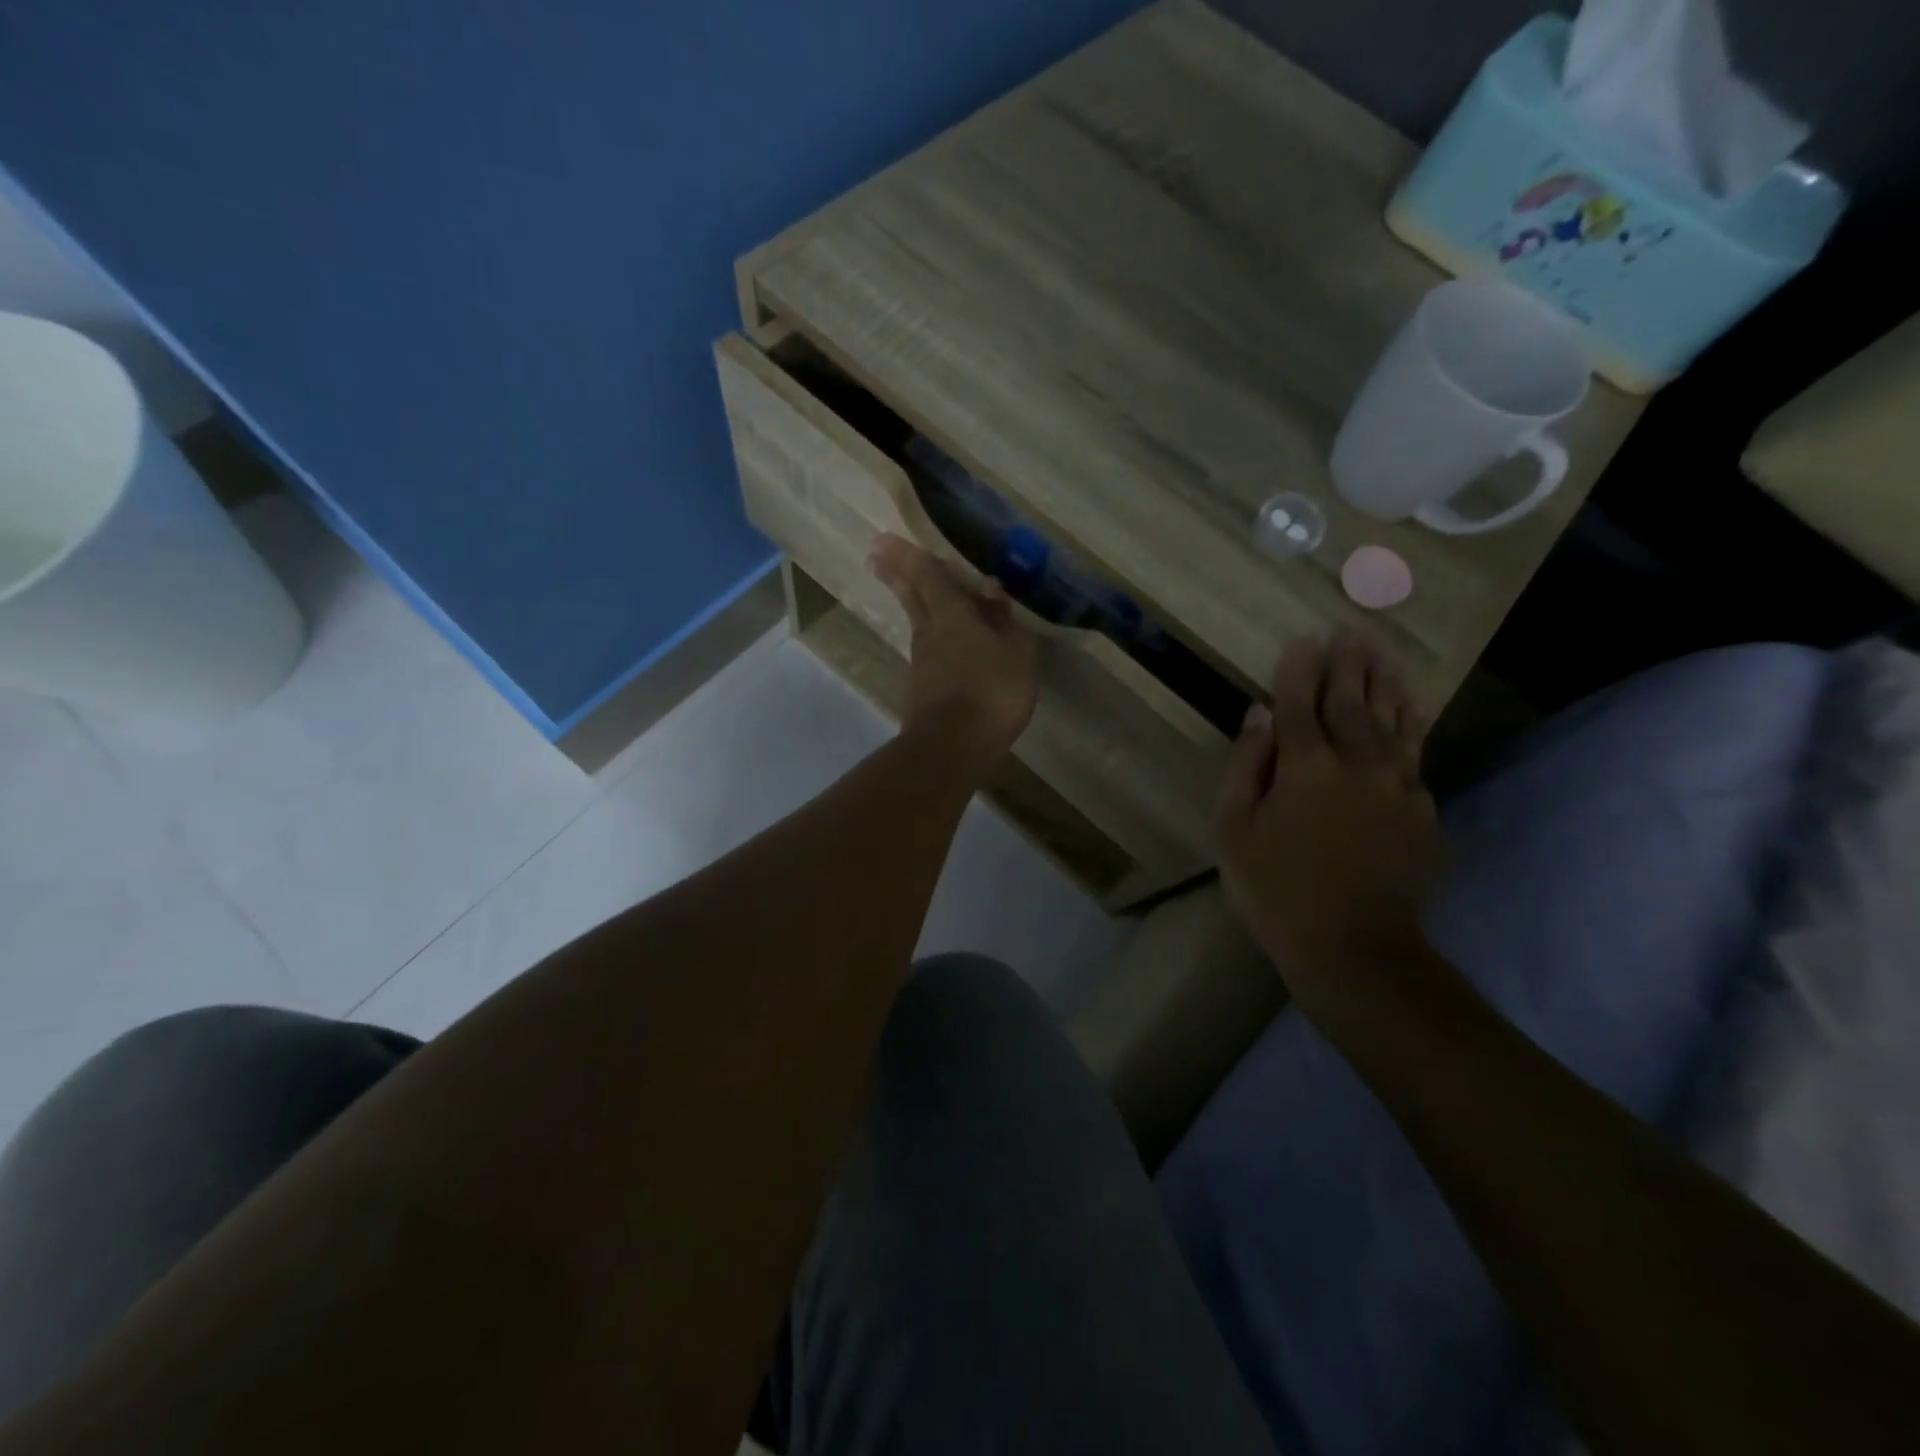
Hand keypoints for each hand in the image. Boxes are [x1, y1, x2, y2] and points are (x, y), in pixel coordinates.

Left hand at [868, 533, 1038, 767]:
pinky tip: (947, 646)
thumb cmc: (991, 692)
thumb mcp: (1015, 653)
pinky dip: (935, 639)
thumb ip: (1003, 620)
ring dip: (915, 605)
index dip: (906, 554)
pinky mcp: (923, 690)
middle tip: (874, 556)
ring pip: (920, 624)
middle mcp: (929, 633)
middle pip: (910, 596)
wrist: (953, 748)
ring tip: (920, 595)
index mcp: (951, 615)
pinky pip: (931, 652)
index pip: (927, 575)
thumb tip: (989, 588)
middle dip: (894, 574)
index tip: (880, 538)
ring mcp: (923, 664)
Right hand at [1217, 631, 1444, 1018]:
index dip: (1298, 670)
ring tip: (1384, 655)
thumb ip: (1246, 766)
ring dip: (1385, 684)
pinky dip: (1414, 724)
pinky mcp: (1422, 811)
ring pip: (1392, 721)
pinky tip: (1414, 708)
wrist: (1355, 947)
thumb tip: (1257, 714)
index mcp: (1304, 767)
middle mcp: (1355, 764)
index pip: (1298, 704)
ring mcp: (1396, 786)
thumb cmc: (1276, 890)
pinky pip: (1417, 754)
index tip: (1303, 639)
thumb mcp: (1235, 830)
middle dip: (1347, 665)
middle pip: (1351, 703)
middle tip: (1351, 632)